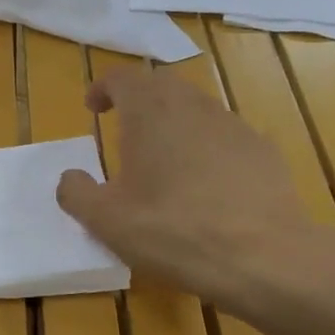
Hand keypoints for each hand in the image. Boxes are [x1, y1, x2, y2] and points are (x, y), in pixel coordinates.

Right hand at [55, 67, 334, 324]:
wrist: (265, 258)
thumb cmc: (173, 230)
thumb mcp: (106, 220)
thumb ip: (75, 193)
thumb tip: (70, 178)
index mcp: (149, 110)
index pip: (122, 76)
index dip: (103, 88)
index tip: (93, 109)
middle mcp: (192, 105)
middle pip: (161, 85)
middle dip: (138, 100)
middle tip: (124, 130)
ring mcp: (234, 125)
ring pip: (195, 109)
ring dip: (173, 124)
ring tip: (163, 162)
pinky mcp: (263, 151)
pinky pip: (225, 137)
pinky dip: (206, 149)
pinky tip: (206, 187)